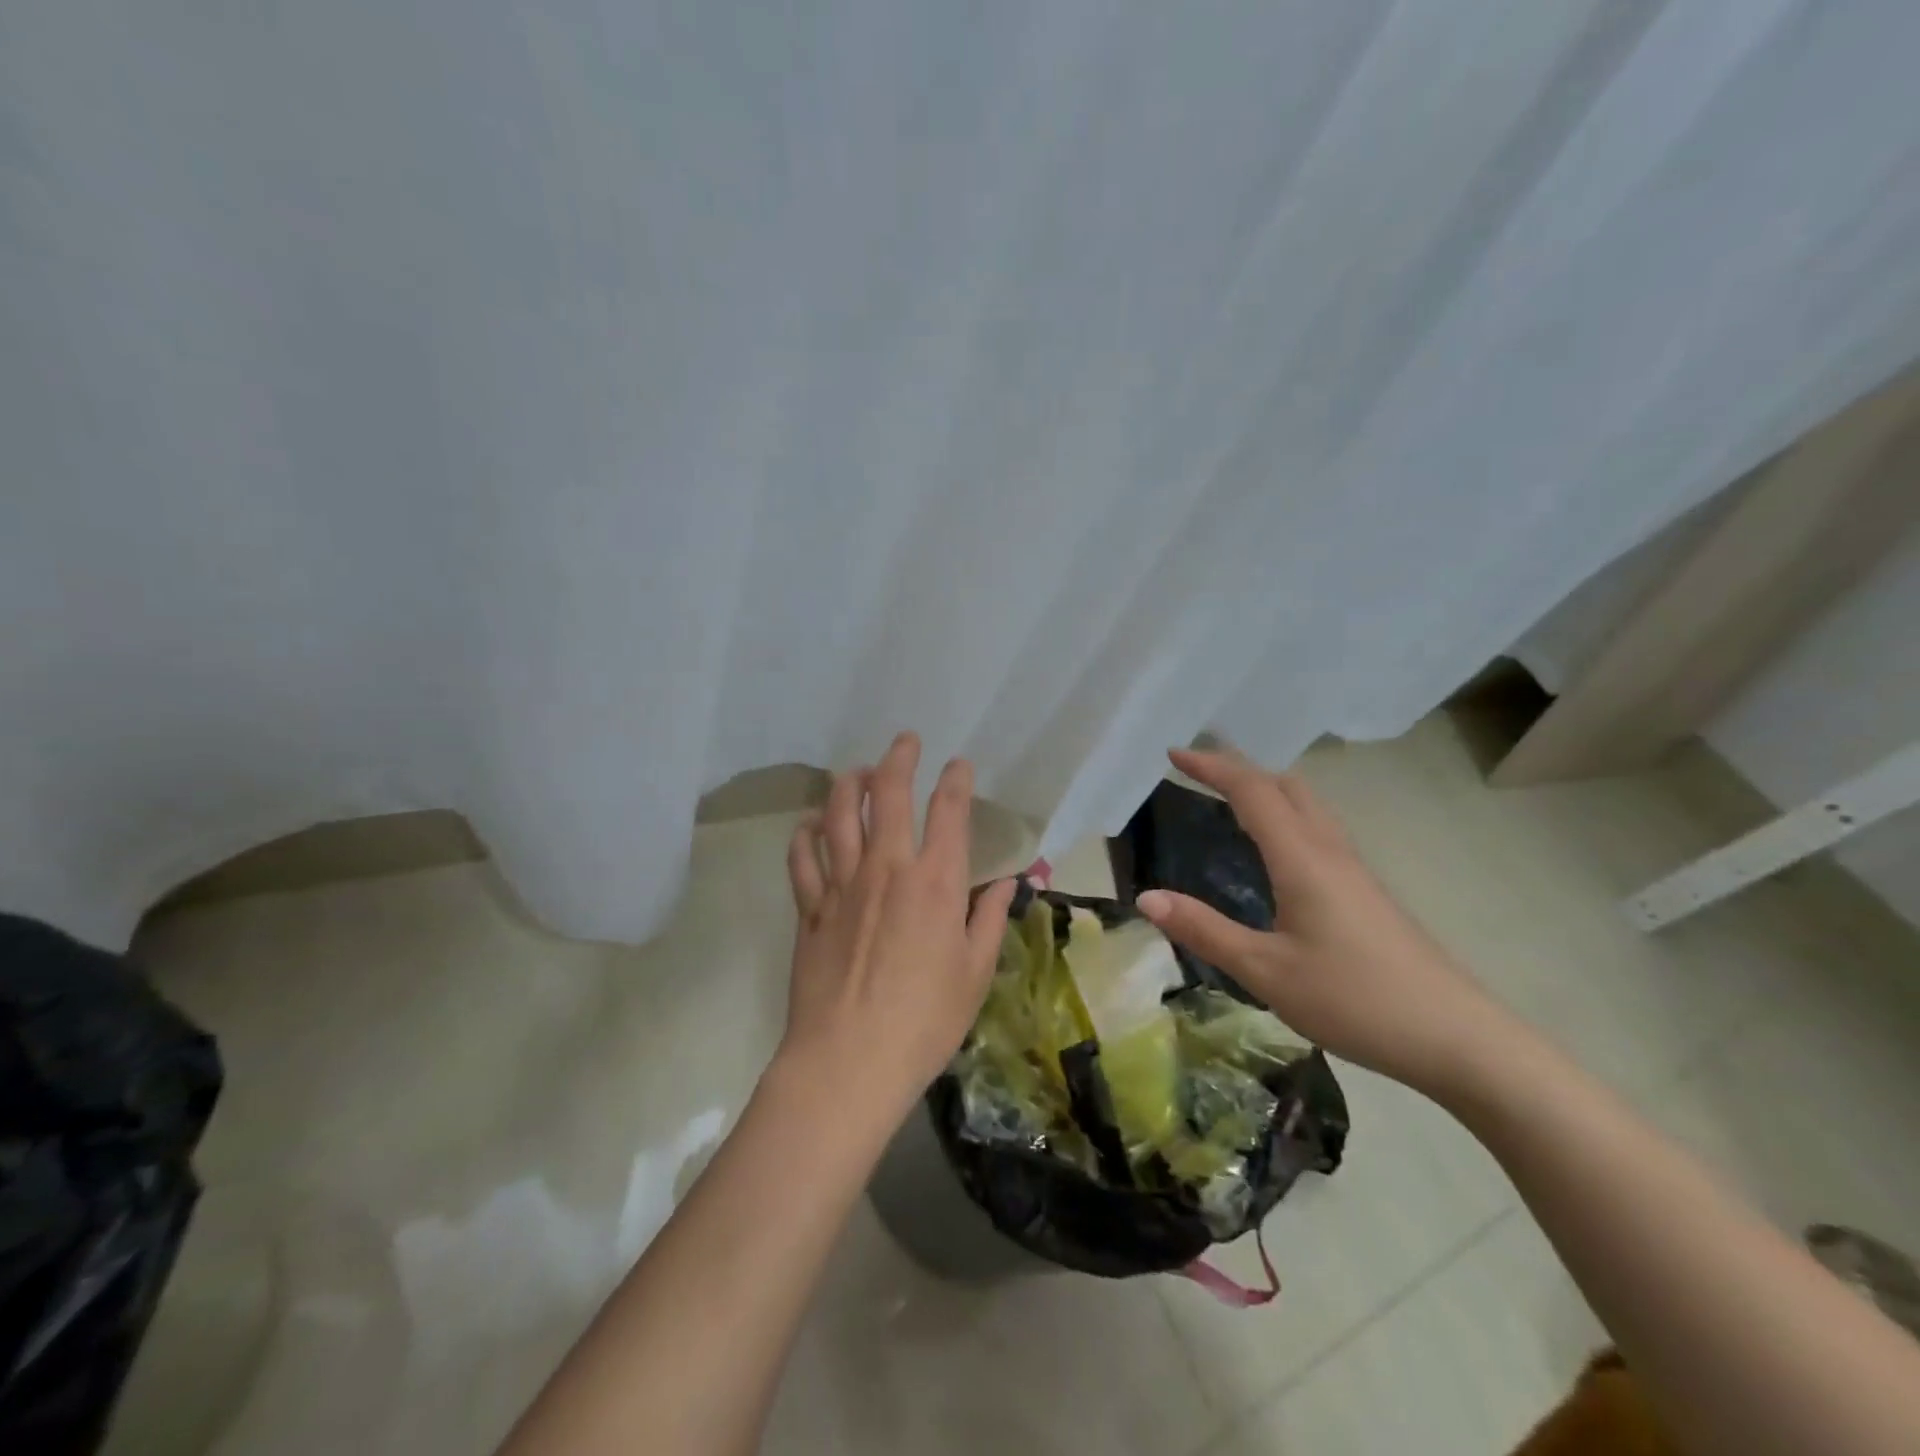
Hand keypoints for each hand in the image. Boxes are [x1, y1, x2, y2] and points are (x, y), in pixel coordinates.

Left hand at [778, 731, 1018, 1126]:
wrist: (848, 1061)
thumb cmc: (924, 1022)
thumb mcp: (974, 974)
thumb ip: (988, 919)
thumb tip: (1005, 881)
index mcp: (935, 883)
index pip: (948, 812)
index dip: (955, 780)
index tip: (958, 765)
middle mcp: (887, 869)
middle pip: (887, 795)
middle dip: (898, 759)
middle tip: (904, 741)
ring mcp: (842, 885)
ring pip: (837, 815)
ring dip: (846, 784)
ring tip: (855, 772)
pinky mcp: (810, 908)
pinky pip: (802, 858)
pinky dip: (804, 834)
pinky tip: (808, 825)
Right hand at [1134, 746, 1504, 1093]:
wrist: (1458, 1038)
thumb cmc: (1355, 1000)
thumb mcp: (1266, 972)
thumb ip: (1205, 930)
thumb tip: (1146, 897)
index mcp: (1302, 859)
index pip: (1252, 791)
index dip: (1211, 767)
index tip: (1174, 754)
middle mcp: (1330, 851)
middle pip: (1286, 786)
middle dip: (1240, 769)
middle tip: (1198, 772)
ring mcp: (1354, 871)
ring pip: (1308, 806)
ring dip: (1266, 790)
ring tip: (1229, 801)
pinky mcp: (1366, 893)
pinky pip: (1318, 831)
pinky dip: (1285, 816)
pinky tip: (1274, 852)